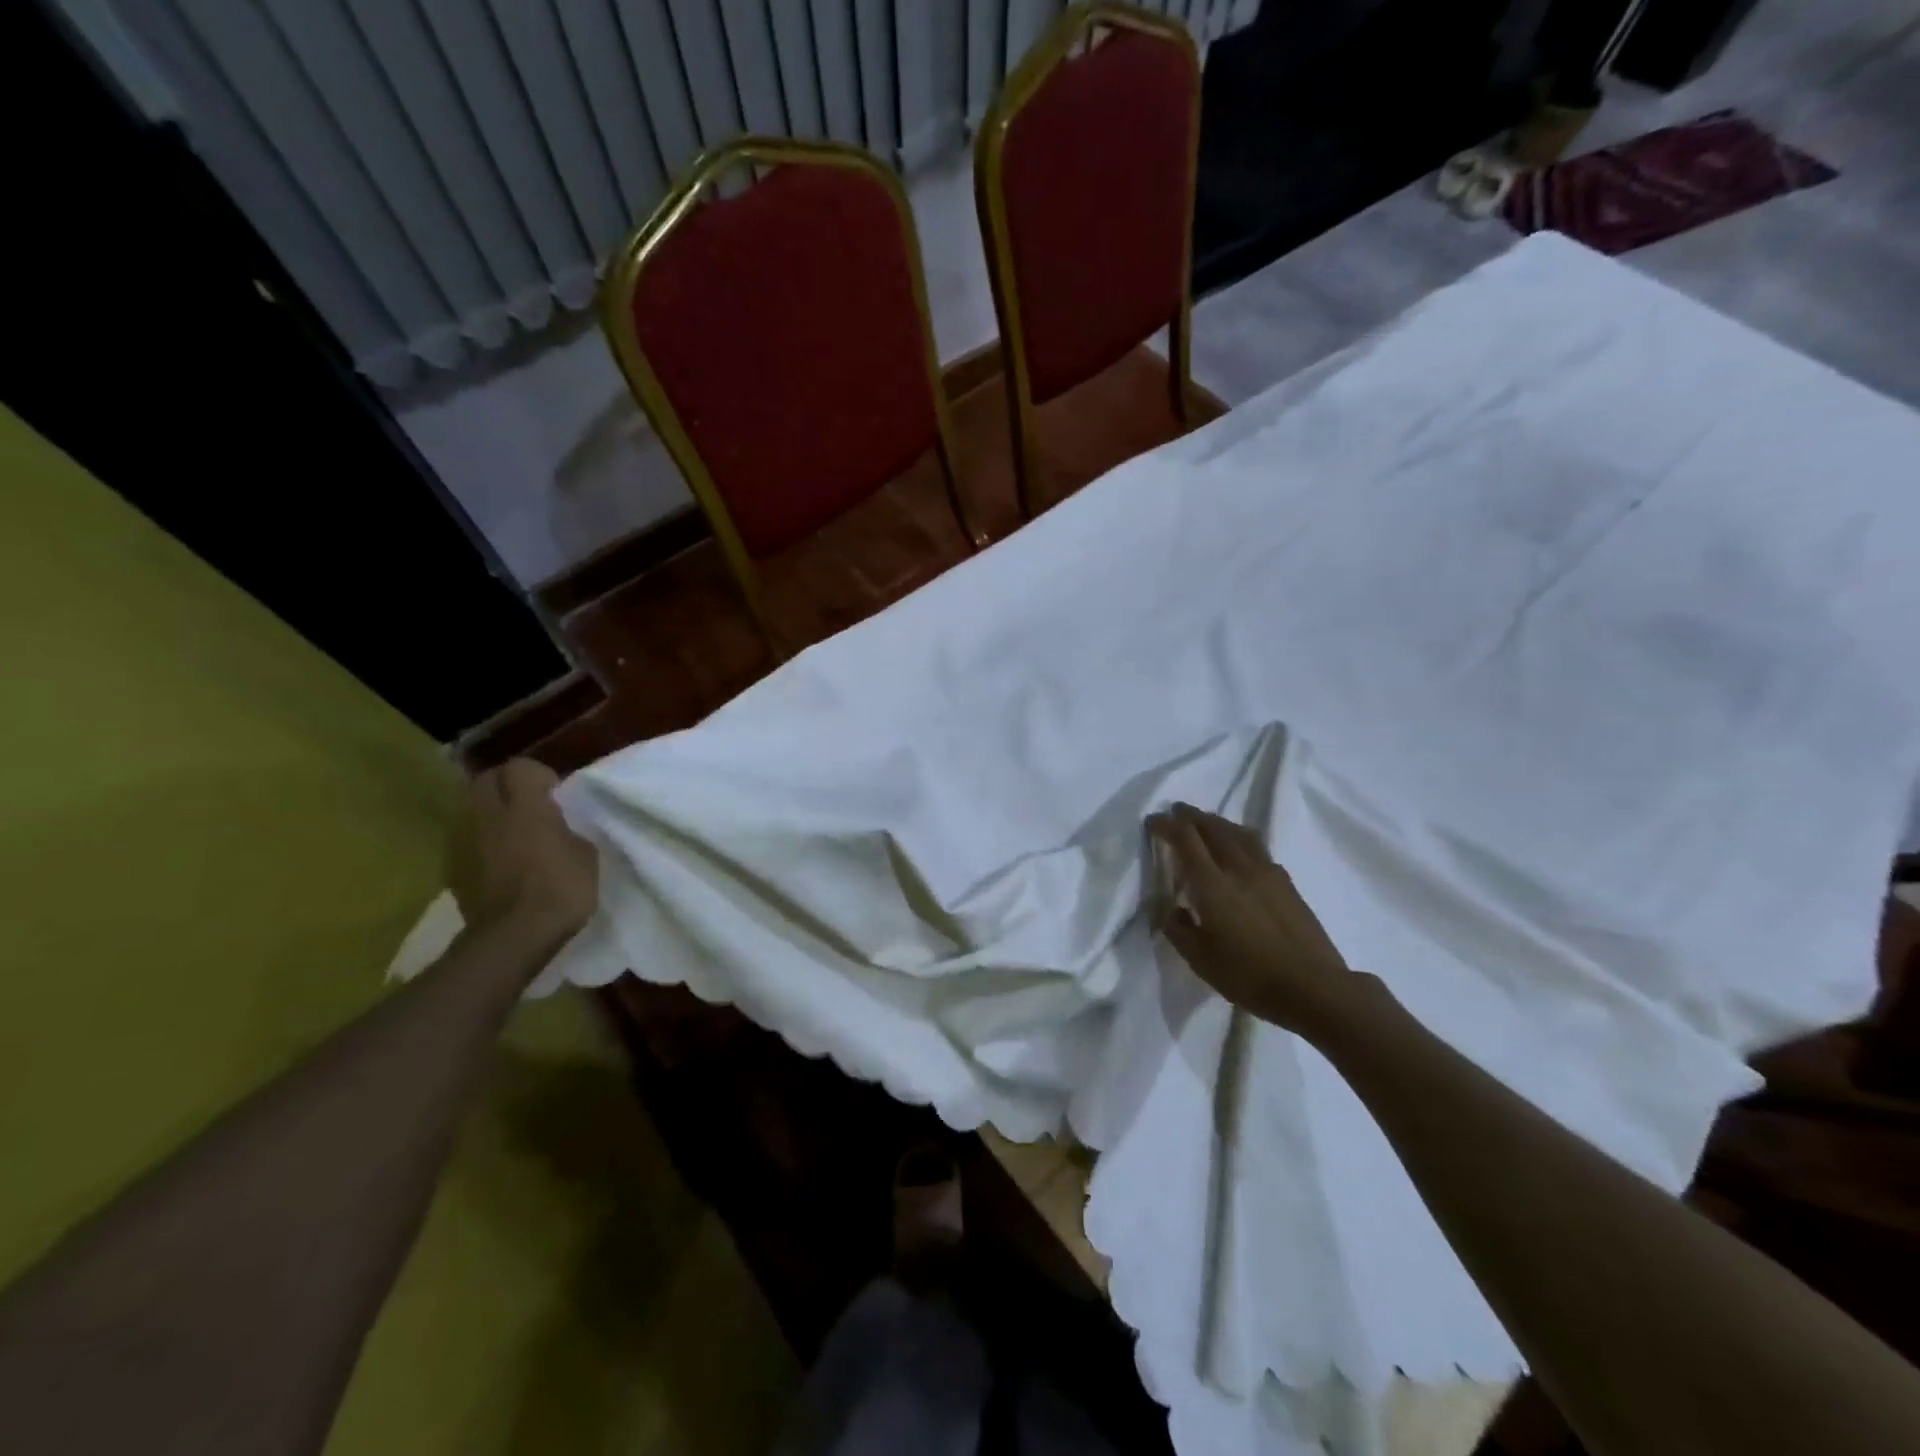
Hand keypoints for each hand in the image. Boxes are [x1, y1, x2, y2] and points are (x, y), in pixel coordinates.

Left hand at [449, 760, 597, 942]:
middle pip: (485, 780)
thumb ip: (565, 829)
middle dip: (505, 785)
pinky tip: (497, 859)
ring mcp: (463, 841)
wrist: (515, 936)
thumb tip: (556, 826)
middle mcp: (487, 815)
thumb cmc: (561, 889)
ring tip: (511, 831)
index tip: (554, 792)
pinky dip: (479, 840)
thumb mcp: (585, 853)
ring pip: (469, 808)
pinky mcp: (452, 867)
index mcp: (525, 806)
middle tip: (528, 804)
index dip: (538, 775)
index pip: (520, 767)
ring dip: (488, 812)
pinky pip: (464, 838)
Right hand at [1147, 803, 1362, 1035]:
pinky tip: (1238, 849)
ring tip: (1206, 822)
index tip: (1153, 820)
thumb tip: (1170, 909)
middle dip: (1191, 816)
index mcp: (1212, 884)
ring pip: (1238, 833)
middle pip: (1213, 828)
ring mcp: (1267, 872)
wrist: (1314, 988)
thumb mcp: (1200, 960)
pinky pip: (1256, 846)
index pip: (1185, 839)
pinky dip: (1239, 837)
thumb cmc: (1250, 976)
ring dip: (1217, 822)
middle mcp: (1238, 868)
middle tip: (1176, 811)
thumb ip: (1178, 930)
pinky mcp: (1287, 882)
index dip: (1167, 825)